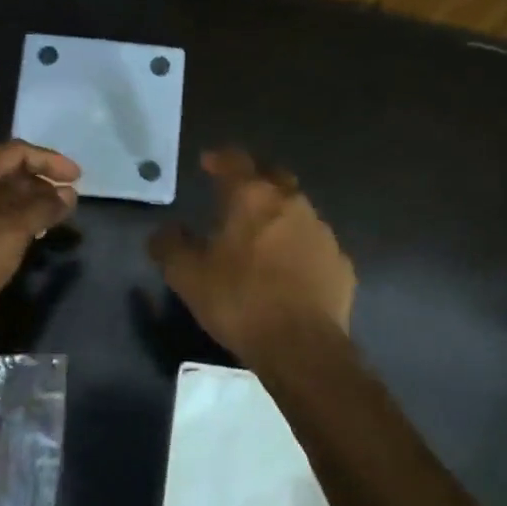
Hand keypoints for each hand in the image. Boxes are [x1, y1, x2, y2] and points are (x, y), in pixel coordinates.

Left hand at [0, 140, 79, 360]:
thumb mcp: (7, 236)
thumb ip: (40, 210)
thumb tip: (68, 194)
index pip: (14, 153)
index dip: (49, 160)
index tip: (78, 179)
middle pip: (6, 173)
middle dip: (41, 183)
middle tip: (70, 203)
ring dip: (30, 204)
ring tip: (57, 220)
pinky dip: (14, 222)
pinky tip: (32, 238)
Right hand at [149, 147, 354, 362]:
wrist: (301, 346)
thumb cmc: (239, 301)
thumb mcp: (187, 276)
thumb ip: (170, 246)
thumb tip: (166, 230)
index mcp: (253, 198)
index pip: (235, 161)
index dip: (220, 158)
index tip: (208, 161)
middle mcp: (292, 204)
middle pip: (274, 177)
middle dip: (255, 177)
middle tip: (238, 189)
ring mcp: (322, 233)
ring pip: (298, 210)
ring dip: (279, 214)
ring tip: (262, 233)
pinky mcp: (341, 263)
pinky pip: (315, 245)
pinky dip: (299, 247)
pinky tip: (289, 268)